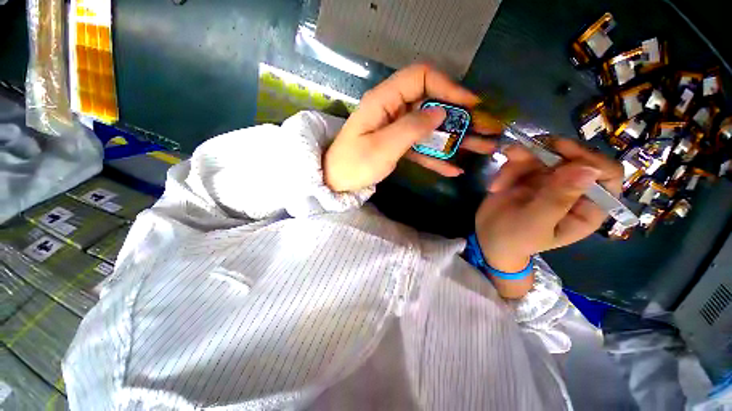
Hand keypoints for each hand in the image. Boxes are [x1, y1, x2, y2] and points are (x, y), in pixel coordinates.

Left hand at [324, 64, 501, 191]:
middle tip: (487, 128)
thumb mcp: (382, 147)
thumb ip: (411, 128)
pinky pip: (420, 147)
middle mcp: (392, 110)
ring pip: (429, 128)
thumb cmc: (354, 164)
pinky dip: (436, 157)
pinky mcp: (397, 145)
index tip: (470, 104)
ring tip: (482, 148)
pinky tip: (454, 169)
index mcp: (384, 101)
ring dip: (454, 139)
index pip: (420, 77)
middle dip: (460, 117)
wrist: (336, 182)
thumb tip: (440, 112)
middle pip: (431, 104)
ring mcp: (395, 129)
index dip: (447, 86)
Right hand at [475, 138, 622, 272]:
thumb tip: (588, 168)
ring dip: (517, 164)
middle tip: (517, 157)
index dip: (590, 158)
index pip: (608, 174)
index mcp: (587, 206)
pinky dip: (506, 169)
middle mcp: (573, 188)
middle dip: (543, 155)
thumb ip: (558, 198)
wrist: (487, 238)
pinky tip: (495, 187)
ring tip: (497, 185)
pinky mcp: (528, 174)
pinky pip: (522, 159)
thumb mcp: (536, 223)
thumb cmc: (514, 238)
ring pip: (544, 153)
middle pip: (573, 156)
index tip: (560, 151)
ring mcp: (549, 179)